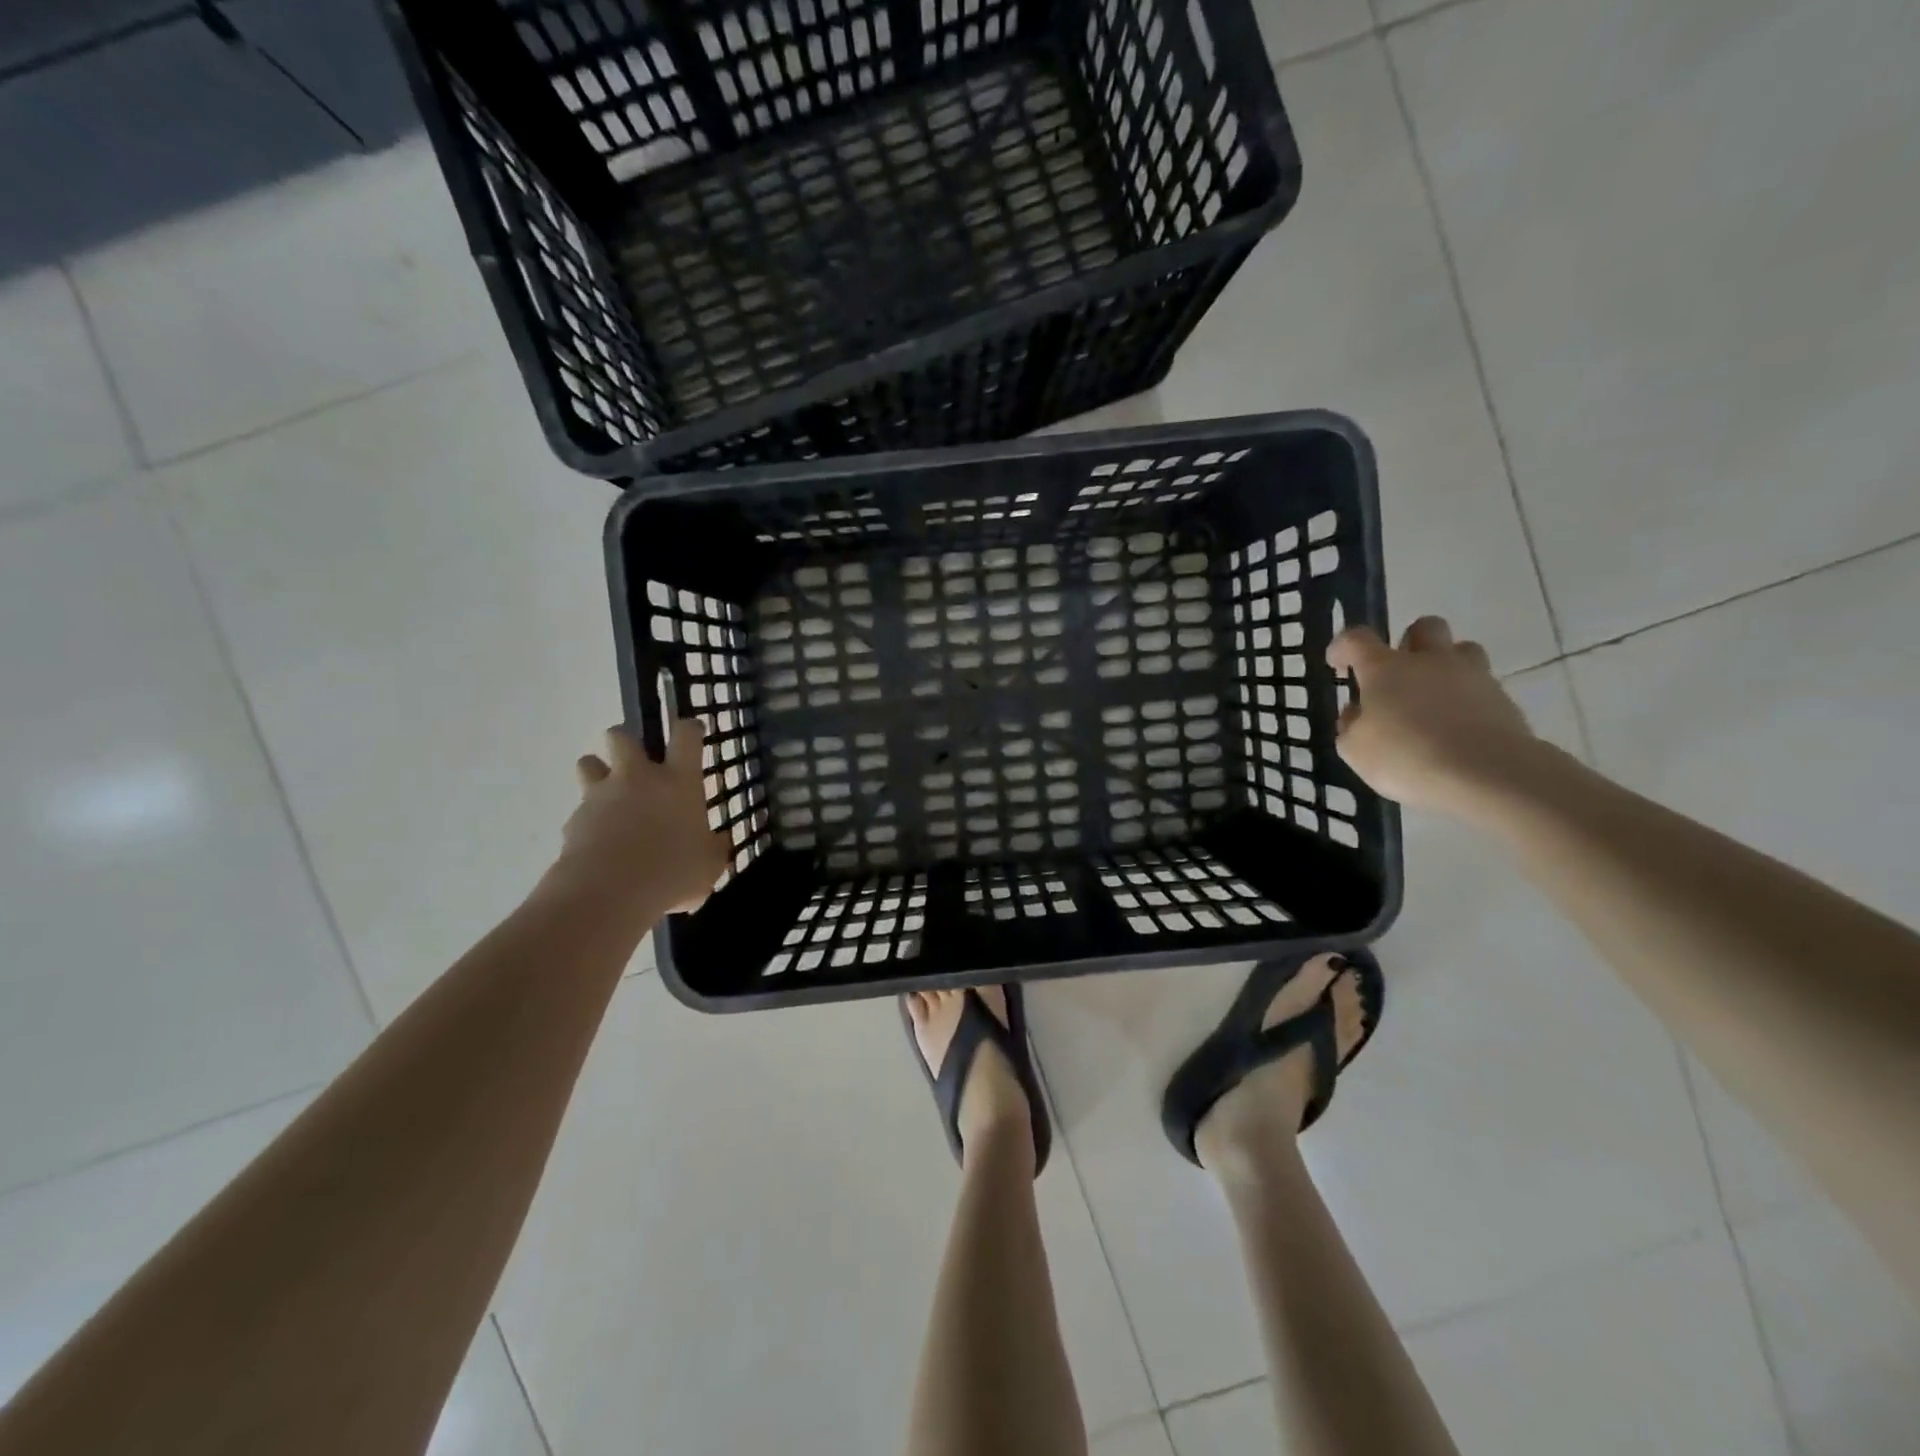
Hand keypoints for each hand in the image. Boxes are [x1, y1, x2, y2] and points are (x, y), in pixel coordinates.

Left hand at [557, 720, 730, 913]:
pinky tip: (598, 843)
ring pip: (588, 763)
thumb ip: (713, 848)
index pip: (686, 736)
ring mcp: (601, 796)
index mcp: (678, 781)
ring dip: (597, 771)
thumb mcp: (709, 865)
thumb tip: (718, 842)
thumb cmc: (671, 872)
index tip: (692, 732)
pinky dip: (588, 820)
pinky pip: (579, 810)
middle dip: (626, 741)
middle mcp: (638, 779)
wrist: (607, 893)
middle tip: (636, 761)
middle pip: (621, 736)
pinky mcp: (574, 820)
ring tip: (609, 795)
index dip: (690, 729)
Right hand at [1328, 617, 1539, 813]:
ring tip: (1434, 697)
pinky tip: (1458, 729)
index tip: (1337, 665)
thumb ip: (1351, 726)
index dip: (1343, 647)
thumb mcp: (1355, 750)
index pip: (1357, 639)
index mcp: (1385, 668)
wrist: (1487, 775)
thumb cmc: (1406, 757)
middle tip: (1398, 672)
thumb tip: (1357, 712)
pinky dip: (1467, 700)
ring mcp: (1472, 676)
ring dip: (1446, 665)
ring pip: (1463, 650)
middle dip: (1409, 642)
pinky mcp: (1504, 699)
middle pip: (1424, 627)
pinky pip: (1482, 687)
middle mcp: (1430, 661)